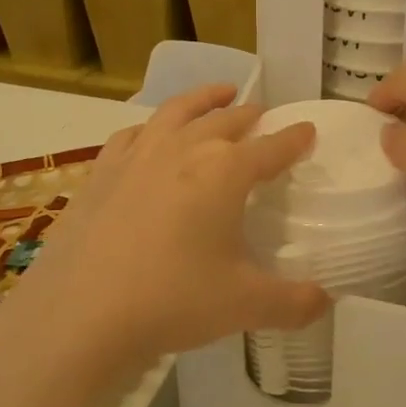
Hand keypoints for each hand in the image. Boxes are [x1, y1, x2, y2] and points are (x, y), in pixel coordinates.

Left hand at [0, 85, 328, 390]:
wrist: (79, 314)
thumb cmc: (172, 301)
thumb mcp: (245, 305)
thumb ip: (294, 303)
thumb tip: (326, 301)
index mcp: (225, 172)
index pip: (272, 148)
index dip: (294, 139)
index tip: (308, 130)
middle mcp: (184, 150)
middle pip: (226, 121)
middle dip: (251, 116)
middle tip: (264, 115)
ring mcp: (137, 156)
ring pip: (178, 112)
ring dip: (204, 99)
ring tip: (220, 92)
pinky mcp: (101, 172)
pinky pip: (132, 134)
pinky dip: (151, 127)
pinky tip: (150, 134)